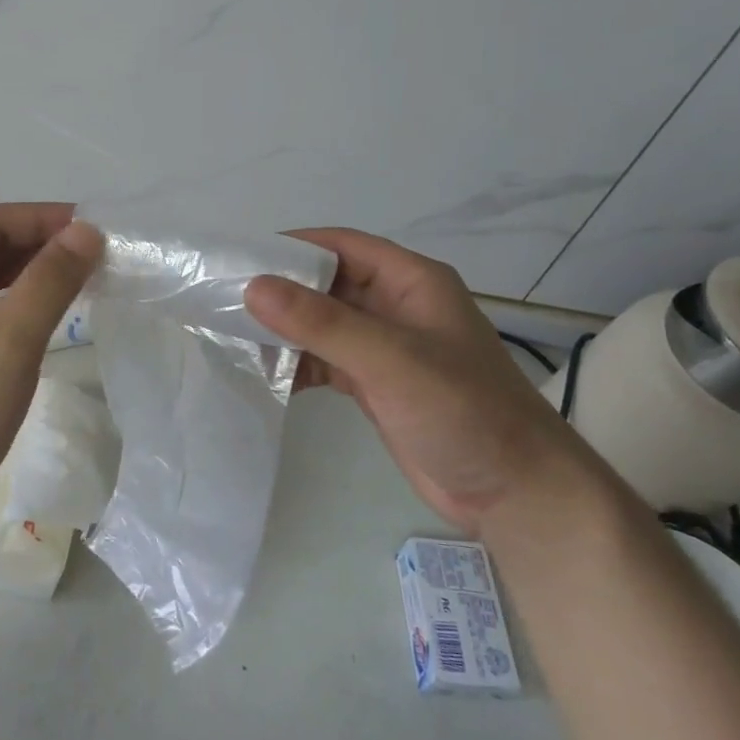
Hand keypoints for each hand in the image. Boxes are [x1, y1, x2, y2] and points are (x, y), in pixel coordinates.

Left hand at [0, 203, 102, 550]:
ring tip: (78, 282)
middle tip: (92, 256)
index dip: (39, 217)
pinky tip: (46, 322)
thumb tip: (85, 231)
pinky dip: (17, 308)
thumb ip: (48, 282)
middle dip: (37, 244)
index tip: (90, 229)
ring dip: (29, 276)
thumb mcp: (8, 344)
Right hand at [246, 229, 584, 528]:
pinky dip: (298, 364)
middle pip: (327, 284)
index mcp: (410, 281)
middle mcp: (395, 306)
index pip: (341, 245)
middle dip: (281, 291)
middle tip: (224, 300)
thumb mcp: (391, 359)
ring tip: (234, 337)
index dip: (292, 246)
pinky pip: (326, 360)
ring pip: (323, 324)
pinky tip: (266, 374)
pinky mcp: (376, 384)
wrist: (515, 493)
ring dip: (285, 330)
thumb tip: (254, 287)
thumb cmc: (463, 410)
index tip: (240, 259)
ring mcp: (386, 347)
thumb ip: (322, 323)